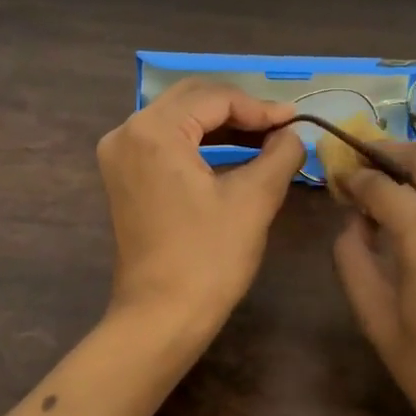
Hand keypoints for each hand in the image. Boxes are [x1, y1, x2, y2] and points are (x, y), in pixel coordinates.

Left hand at [96, 80, 305, 344]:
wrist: (160, 317)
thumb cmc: (208, 258)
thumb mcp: (254, 200)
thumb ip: (280, 154)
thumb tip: (292, 133)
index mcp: (153, 130)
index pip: (214, 97)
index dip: (259, 107)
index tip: (296, 120)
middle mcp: (127, 132)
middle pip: (192, 99)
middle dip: (239, 109)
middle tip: (281, 126)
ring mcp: (119, 154)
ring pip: (178, 118)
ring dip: (221, 124)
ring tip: (266, 138)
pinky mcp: (123, 175)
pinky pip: (165, 141)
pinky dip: (200, 143)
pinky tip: (234, 153)